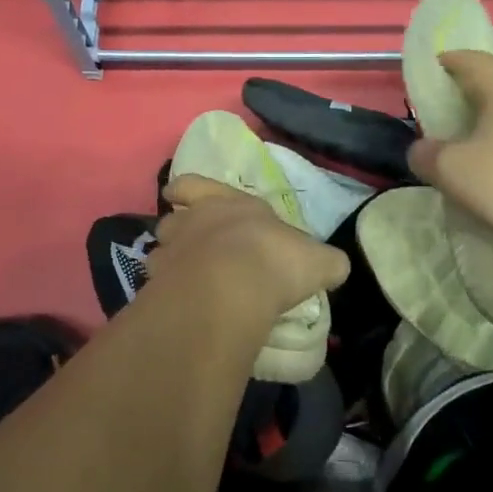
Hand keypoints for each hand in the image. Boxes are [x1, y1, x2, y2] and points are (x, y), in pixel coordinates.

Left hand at [154, 176, 349, 321]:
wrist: (231, 288)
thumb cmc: (276, 261)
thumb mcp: (319, 261)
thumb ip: (325, 262)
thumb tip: (334, 267)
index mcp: (232, 204)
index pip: (197, 185)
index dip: (187, 189)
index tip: (176, 194)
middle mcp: (196, 221)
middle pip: (173, 219)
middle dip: (179, 229)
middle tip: (189, 244)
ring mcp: (173, 252)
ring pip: (161, 250)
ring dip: (171, 261)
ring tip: (185, 278)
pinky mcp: (159, 285)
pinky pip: (158, 285)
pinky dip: (167, 293)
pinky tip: (181, 306)